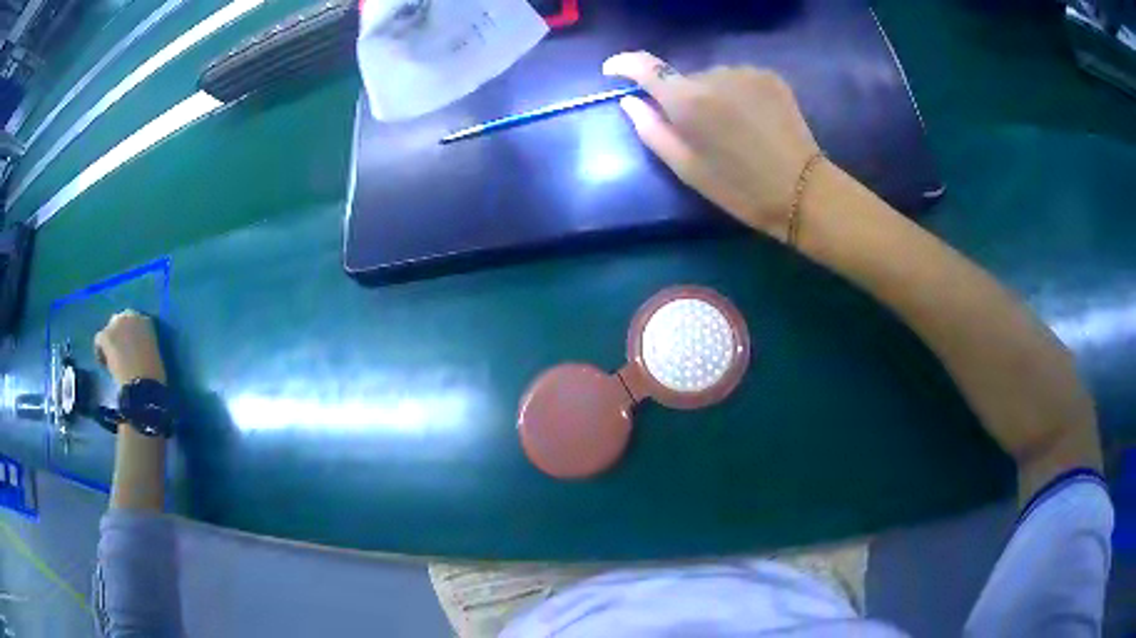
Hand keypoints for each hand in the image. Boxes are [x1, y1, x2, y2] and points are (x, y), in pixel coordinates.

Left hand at [94, 310, 166, 384]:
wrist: (143, 386)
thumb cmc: (153, 375)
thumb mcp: (153, 356)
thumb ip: (144, 346)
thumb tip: (138, 350)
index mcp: (146, 321)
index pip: (135, 322)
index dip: (132, 336)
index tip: (133, 350)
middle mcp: (131, 316)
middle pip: (120, 322)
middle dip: (119, 335)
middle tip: (121, 354)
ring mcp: (117, 324)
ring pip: (109, 331)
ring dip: (110, 343)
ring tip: (113, 361)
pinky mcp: (105, 335)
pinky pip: (99, 341)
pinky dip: (101, 352)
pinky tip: (105, 366)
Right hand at [603, 51, 821, 241]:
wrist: (802, 190)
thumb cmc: (739, 188)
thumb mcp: (686, 169)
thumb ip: (651, 130)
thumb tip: (630, 101)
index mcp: (687, 100)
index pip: (645, 67)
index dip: (624, 64)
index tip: (614, 70)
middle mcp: (714, 75)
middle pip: (684, 79)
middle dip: (682, 98)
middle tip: (699, 132)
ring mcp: (745, 72)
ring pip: (713, 79)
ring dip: (712, 96)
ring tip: (732, 129)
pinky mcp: (769, 76)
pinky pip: (738, 80)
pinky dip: (736, 94)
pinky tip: (752, 120)